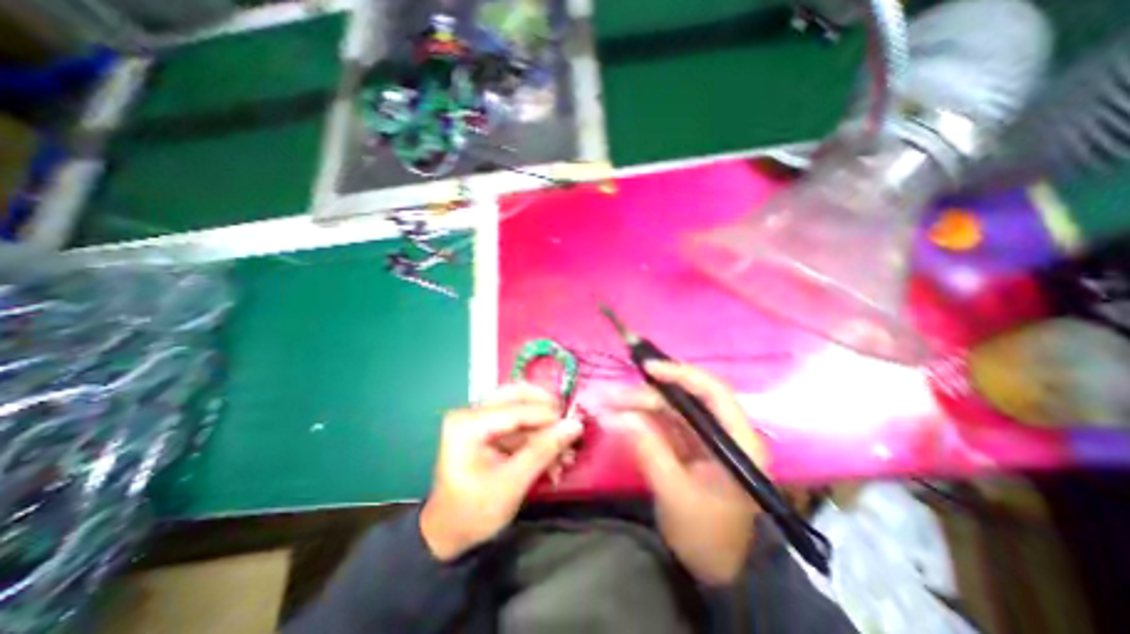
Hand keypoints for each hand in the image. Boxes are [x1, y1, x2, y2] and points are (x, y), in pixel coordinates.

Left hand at [420, 385, 582, 562]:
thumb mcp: (511, 484)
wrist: (448, 534)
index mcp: (468, 424)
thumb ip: (543, 451)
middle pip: (517, 395)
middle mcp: (471, 412)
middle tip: (568, 425)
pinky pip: (519, 423)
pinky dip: (537, 437)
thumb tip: (575, 425)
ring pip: (521, 408)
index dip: (548, 416)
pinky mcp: (488, 428)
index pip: (515, 410)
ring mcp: (479, 418)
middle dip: (546, 411)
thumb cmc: (473, 513)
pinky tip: (553, 458)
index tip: (576, 426)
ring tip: (565, 450)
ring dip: (545, 427)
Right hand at [610, 362, 766, 584]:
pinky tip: (618, 417)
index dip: (682, 375)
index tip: (648, 368)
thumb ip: (650, 451)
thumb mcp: (676, 495)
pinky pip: (664, 424)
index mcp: (738, 442)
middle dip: (646, 395)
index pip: (714, 393)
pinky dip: (641, 419)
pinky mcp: (689, 445)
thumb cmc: (707, 536)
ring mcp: (705, 438)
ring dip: (638, 405)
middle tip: (611, 396)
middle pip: (684, 399)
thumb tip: (619, 416)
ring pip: (670, 409)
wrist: (717, 569)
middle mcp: (724, 432)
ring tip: (607, 404)